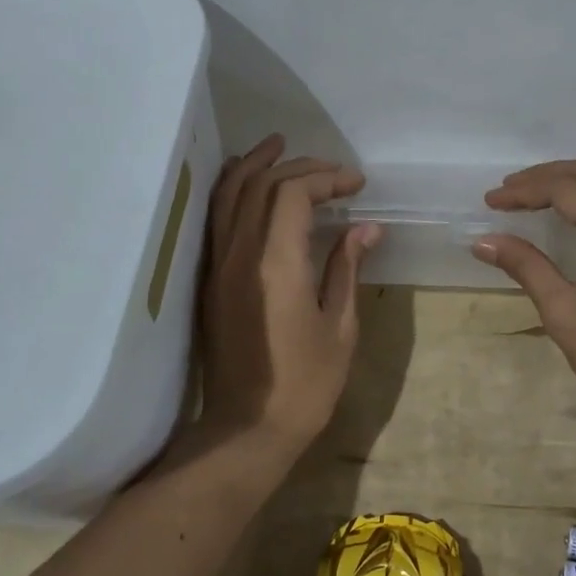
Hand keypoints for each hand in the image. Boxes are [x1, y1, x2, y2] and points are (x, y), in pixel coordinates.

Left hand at [198, 135, 380, 458]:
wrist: (244, 430)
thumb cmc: (304, 385)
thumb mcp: (340, 327)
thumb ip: (347, 269)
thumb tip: (366, 229)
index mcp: (276, 264)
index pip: (293, 193)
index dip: (327, 178)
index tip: (356, 185)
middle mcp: (240, 254)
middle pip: (262, 185)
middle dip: (300, 167)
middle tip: (334, 172)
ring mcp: (218, 265)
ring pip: (229, 194)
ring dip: (255, 165)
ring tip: (278, 145)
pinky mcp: (210, 279)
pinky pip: (217, 218)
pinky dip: (233, 189)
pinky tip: (248, 182)